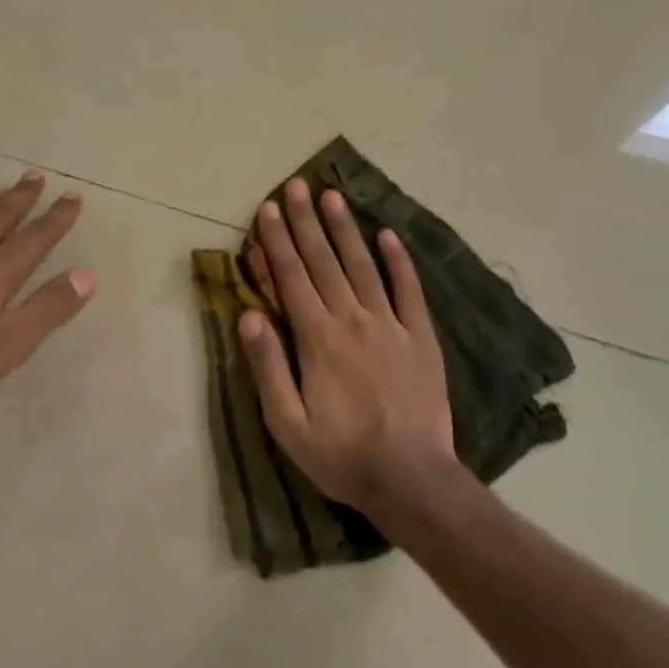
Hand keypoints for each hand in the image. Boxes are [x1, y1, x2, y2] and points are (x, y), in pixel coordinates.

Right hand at [238, 179, 456, 515]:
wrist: (413, 481)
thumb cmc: (342, 455)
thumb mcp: (287, 423)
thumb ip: (267, 366)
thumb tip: (248, 316)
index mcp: (316, 338)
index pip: (291, 277)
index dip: (276, 240)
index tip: (267, 208)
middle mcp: (351, 319)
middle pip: (323, 261)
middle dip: (306, 221)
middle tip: (296, 186)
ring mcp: (390, 324)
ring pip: (362, 265)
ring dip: (345, 228)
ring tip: (332, 196)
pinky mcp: (420, 337)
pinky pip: (408, 290)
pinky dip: (398, 260)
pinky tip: (388, 234)